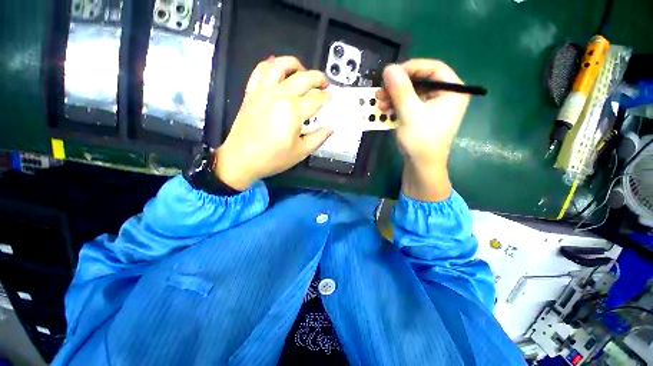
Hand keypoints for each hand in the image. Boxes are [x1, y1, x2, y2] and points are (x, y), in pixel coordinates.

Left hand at [215, 56, 332, 190]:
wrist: (239, 159)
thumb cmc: (270, 158)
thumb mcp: (300, 153)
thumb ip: (318, 137)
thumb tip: (330, 127)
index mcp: (293, 111)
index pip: (316, 98)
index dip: (326, 97)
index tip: (330, 98)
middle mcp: (280, 95)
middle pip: (305, 77)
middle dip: (319, 78)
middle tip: (323, 85)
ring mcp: (263, 91)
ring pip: (280, 65)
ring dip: (294, 64)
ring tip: (301, 71)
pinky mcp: (251, 92)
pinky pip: (259, 71)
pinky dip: (269, 65)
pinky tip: (277, 69)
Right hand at [376, 59, 469, 200]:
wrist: (423, 169)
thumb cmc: (423, 141)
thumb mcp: (410, 112)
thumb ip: (400, 87)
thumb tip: (389, 67)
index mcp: (454, 92)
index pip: (435, 67)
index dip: (413, 66)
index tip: (394, 73)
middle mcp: (448, 94)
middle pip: (422, 75)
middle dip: (400, 82)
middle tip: (383, 86)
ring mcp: (438, 103)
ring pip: (414, 86)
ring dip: (395, 92)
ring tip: (380, 100)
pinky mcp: (428, 111)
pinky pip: (412, 97)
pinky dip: (398, 100)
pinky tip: (385, 107)